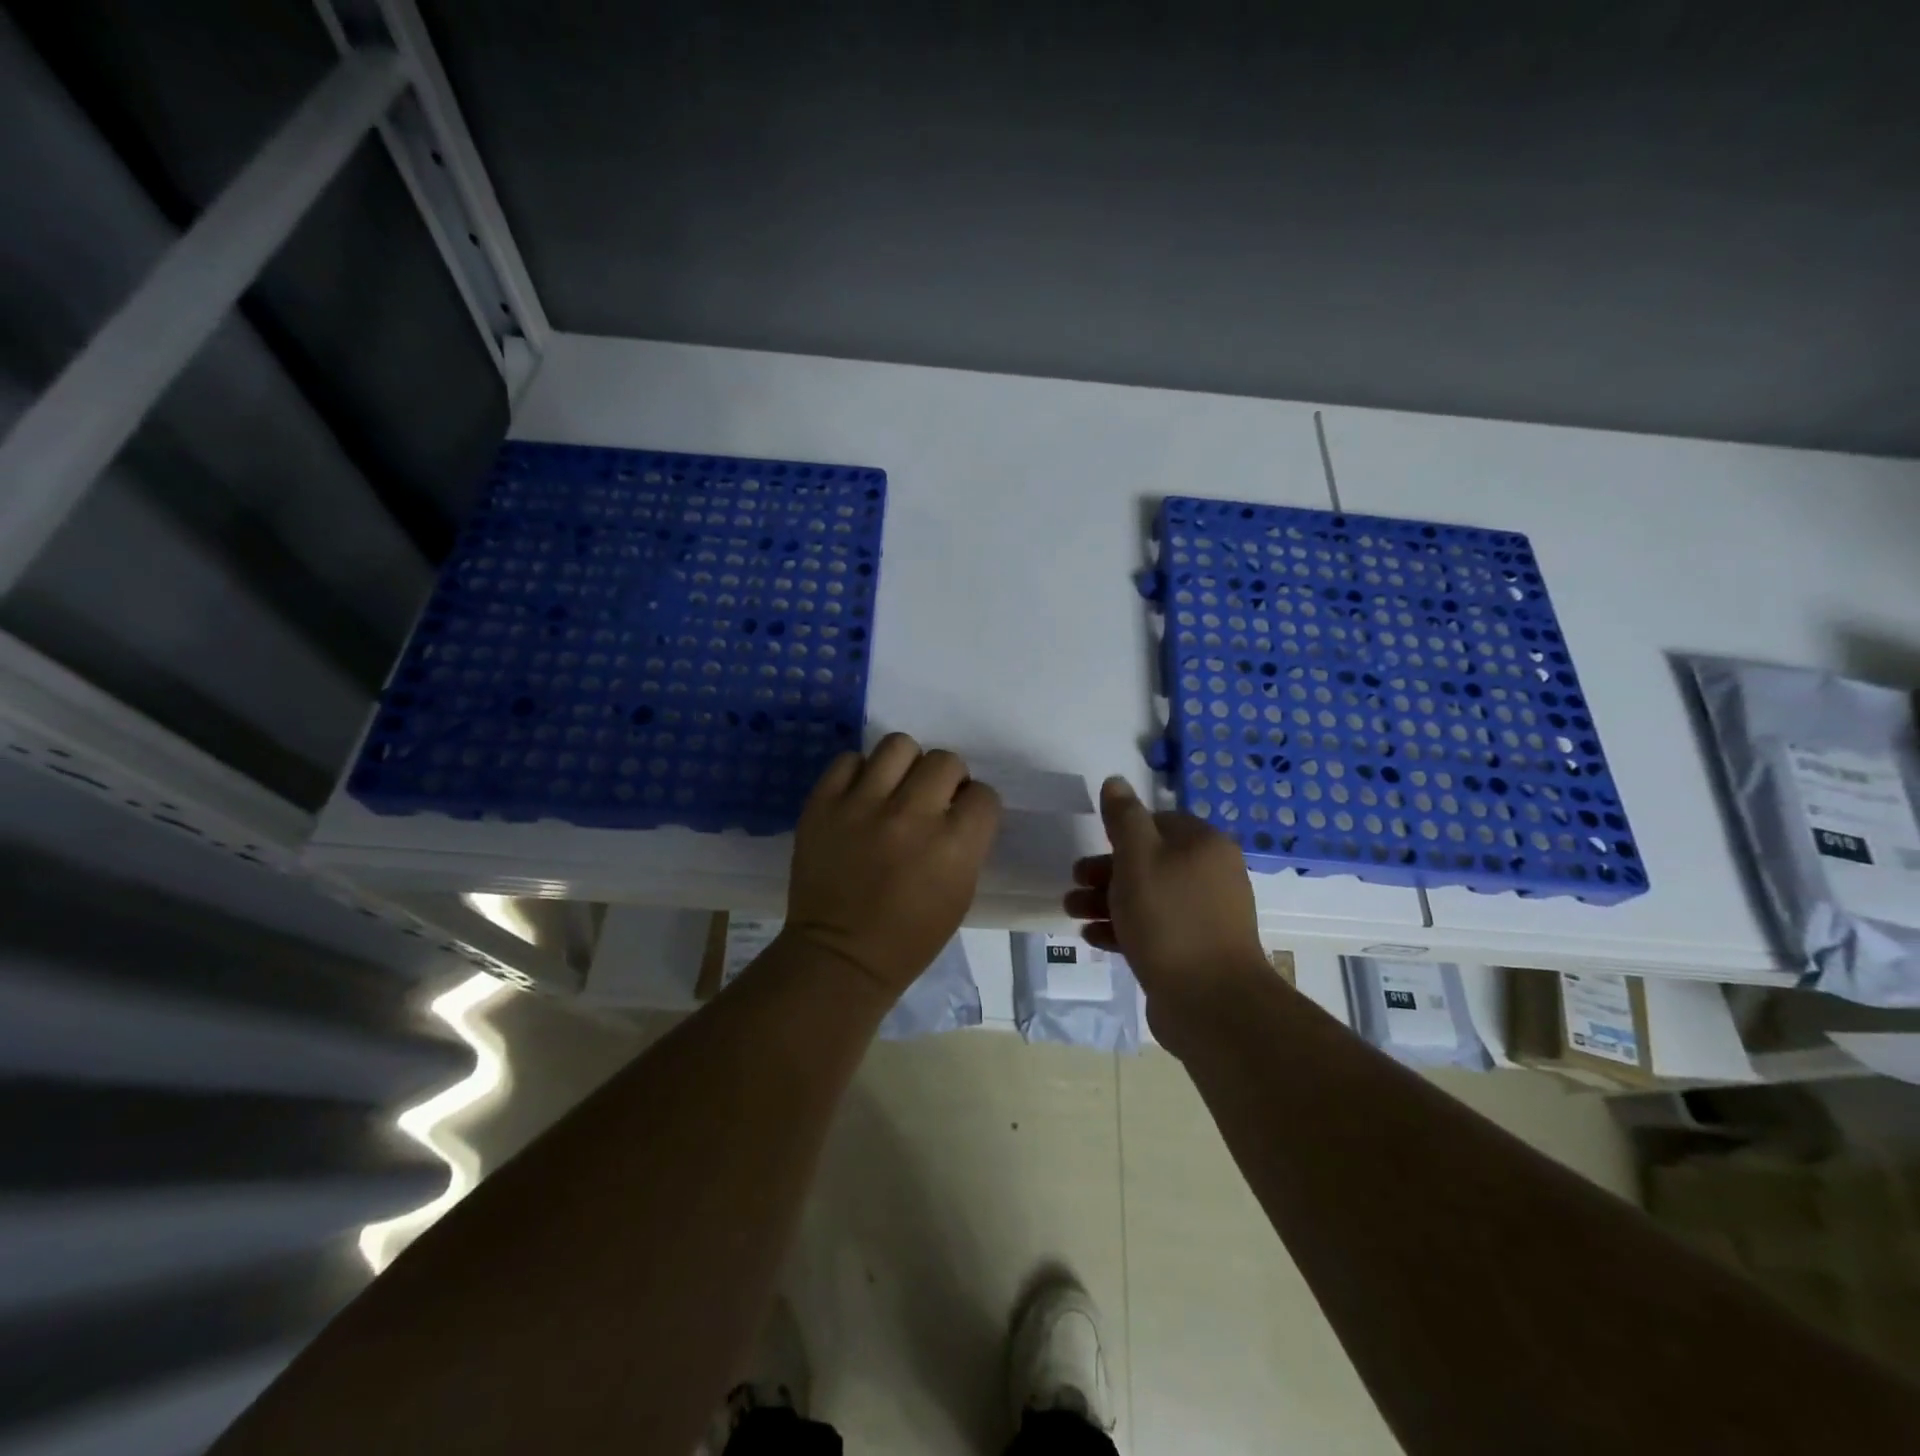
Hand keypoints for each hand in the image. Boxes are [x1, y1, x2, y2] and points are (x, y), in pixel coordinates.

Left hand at [785, 734, 1001, 998]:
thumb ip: (966, 842)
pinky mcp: (823, 804)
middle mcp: (911, 815)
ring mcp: (862, 805)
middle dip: (946, 779)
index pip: (984, 793)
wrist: (840, 956)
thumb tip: (958, 806)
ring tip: (894, 789)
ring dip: (905, 765)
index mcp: (953, 844)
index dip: (975, 805)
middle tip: (930, 801)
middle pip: (945, 760)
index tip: (962, 817)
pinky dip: (858, 774)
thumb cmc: (910, 937)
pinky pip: (848, 760)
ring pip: (898, 745)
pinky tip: (859, 796)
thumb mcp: (960, 893)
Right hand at [1065, 777, 1269, 1015]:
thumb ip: (1124, 818)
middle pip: (1149, 861)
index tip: (1094, 844)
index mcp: (1204, 845)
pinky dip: (1123, 929)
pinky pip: (1153, 929)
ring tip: (1072, 911)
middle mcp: (1210, 875)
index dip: (1123, 831)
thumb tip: (1115, 781)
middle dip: (1106, 870)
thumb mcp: (1138, 858)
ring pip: (1147, 896)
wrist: (1211, 1002)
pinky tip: (1092, 937)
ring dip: (1107, 901)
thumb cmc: (1169, 919)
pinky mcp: (1193, 950)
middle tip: (1074, 880)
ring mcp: (1204, 916)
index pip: (1159, 822)